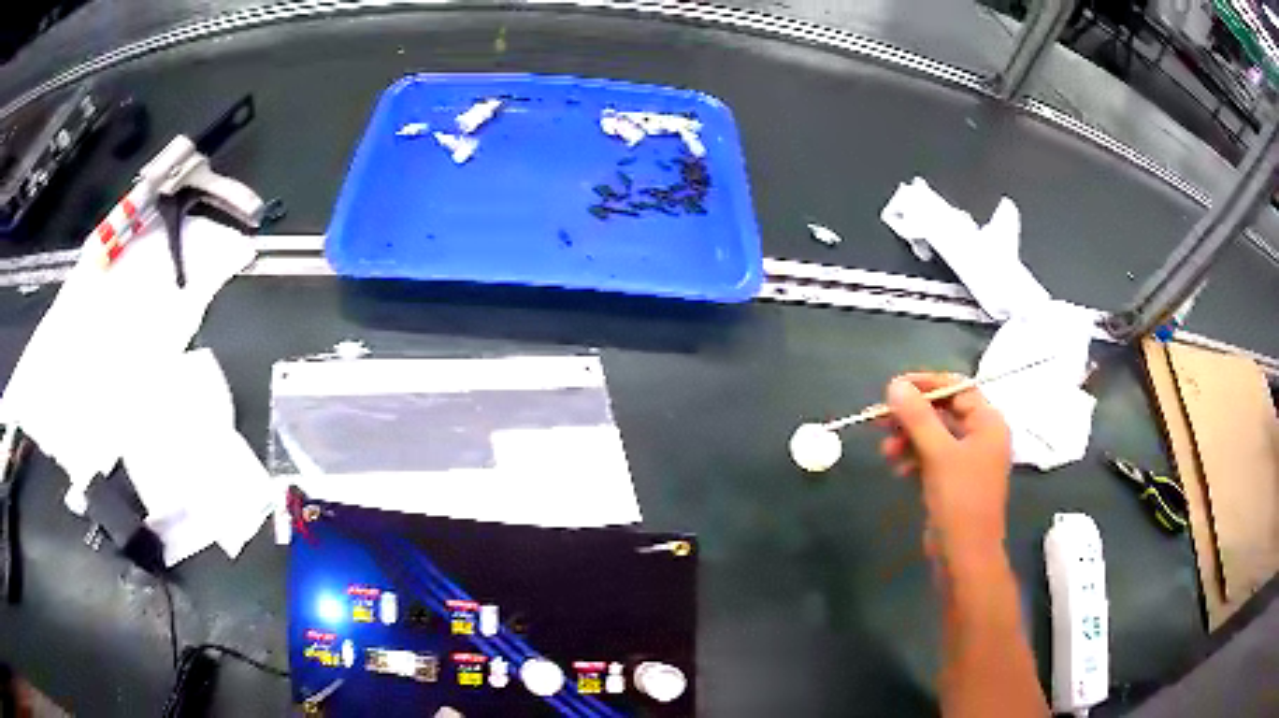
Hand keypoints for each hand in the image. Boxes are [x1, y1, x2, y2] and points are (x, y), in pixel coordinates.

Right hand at [879, 373, 1011, 566]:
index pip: (957, 388)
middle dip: (911, 415)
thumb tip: (894, 385)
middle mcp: (981, 437)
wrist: (964, 557)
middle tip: (878, 418)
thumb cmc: (960, 501)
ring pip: (934, 436)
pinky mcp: (953, 481)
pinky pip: (931, 457)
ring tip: (886, 451)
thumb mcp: (937, 455)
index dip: (926, 384)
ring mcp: (967, 461)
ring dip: (908, 438)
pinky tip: (897, 468)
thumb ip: (917, 418)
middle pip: (943, 412)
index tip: (893, 388)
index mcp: (988, 423)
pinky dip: (913, 458)